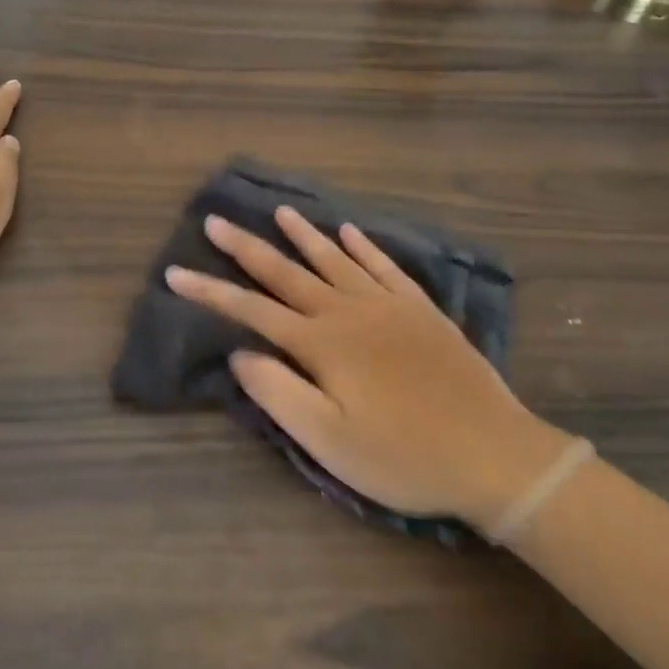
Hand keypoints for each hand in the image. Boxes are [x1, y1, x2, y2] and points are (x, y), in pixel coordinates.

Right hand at [164, 206, 573, 528]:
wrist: (494, 453)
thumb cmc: (403, 457)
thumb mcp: (330, 442)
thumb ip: (279, 393)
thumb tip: (239, 353)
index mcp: (321, 343)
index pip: (251, 310)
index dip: (209, 292)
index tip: (174, 272)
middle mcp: (348, 312)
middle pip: (286, 272)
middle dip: (246, 248)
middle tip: (215, 220)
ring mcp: (387, 306)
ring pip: (334, 260)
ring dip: (303, 235)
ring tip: (279, 211)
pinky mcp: (420, 310)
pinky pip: (384, 267)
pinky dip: (363, 246)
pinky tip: (349, 231)